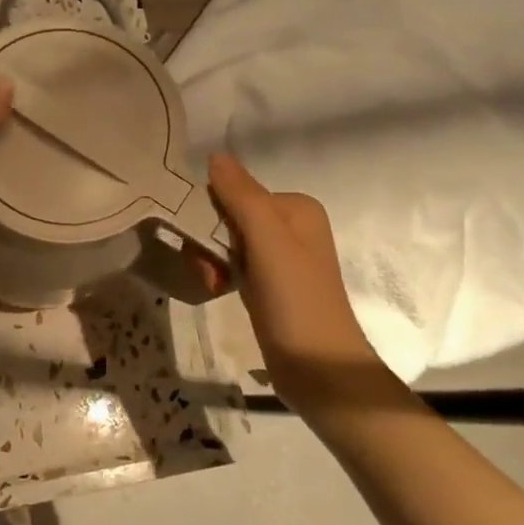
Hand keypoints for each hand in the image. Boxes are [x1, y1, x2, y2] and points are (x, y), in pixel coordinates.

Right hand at [207, 152, 401, 411]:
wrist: (319, 369)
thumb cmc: (296, 300)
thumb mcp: (268, 242)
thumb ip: (241, 197)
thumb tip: (215, 155)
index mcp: (296, 208)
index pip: (234, 193)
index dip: (210, 216)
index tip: (204, 245)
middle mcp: (290, 227)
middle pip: (227, 218)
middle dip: (208, 243)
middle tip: (210, 272)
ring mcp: (280, 258)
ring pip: (225, 243)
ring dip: (210, 262)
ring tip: (215, 285)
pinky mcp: (269, 285)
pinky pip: (232, 265)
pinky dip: (220, 276)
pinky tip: (219, 291)